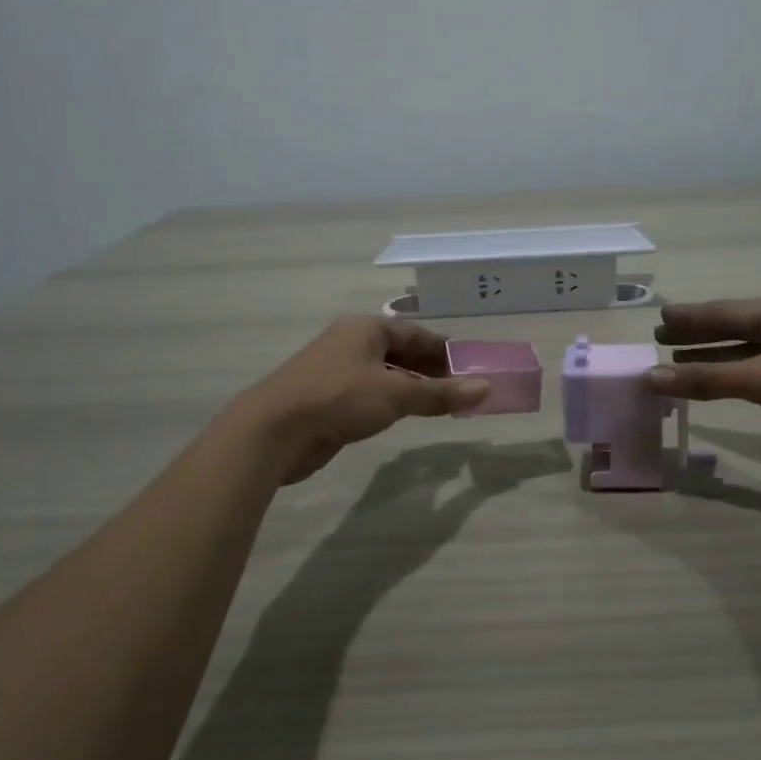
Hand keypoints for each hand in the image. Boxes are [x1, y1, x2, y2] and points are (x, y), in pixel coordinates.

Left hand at [239, 316, 490, 482]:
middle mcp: (350, 343)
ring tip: (441, 405)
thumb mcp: (396, 394)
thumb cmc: (339, 398)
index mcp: (366, 329)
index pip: (416, 332)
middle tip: (461, 390)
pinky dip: (391, 401)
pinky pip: (370, 394)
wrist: (273, 431)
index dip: (445, 349)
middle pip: (401, 351)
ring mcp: (336, 370)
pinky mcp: (327, 398)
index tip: (471, 367)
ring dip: (412, 387)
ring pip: (385, 374)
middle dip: (431, 369)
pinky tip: (405, 416)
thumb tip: (486, 388)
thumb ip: (441, 393)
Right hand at [645, 297, 760, 467]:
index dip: (691, 317)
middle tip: (661, 338)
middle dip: (699, 335)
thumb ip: (708, 378)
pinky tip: (720, 383)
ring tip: (679, 361)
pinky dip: (736, 376)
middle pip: (736, 328)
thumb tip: (651, 377)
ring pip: (749, 352)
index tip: (660, 317)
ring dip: (715, 357)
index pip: (725, 312)